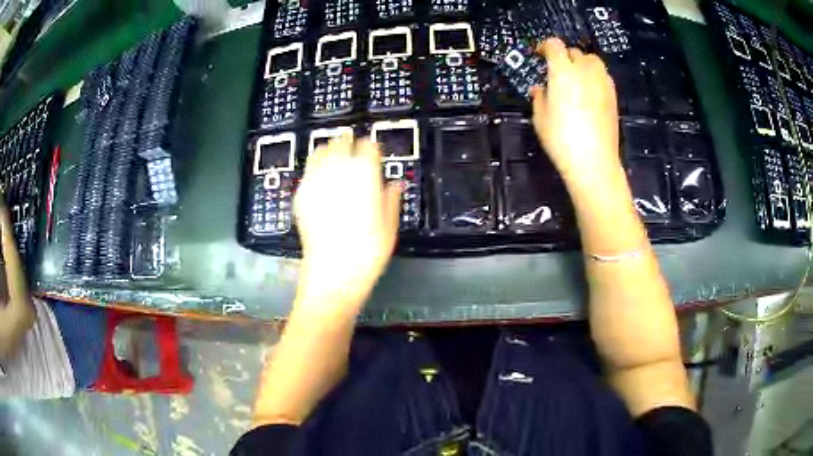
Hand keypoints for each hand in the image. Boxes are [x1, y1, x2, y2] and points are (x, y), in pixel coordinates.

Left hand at [293, 134, 401, 314]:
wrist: (332, 273)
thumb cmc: (367, 252)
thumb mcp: (389, 226)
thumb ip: (391, 199)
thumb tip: (394, 184)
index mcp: (365, 175)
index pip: (368, 147)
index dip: (371, 147)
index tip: (373, 152)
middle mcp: (338, 170)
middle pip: (341, 142)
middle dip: (348, 143)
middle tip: (352, 148)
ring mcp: (316, 181)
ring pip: (321, 151)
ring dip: (330, 150)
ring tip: (335, 157)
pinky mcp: (300, 194)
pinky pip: (307, 170)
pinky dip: (315, 167)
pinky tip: (319, 177)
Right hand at [530, 38, 620, 183]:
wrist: (594, 162)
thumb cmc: (562, 139)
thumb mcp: (540, 118)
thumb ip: (539, 97)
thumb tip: (540, 88)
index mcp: (563, 71)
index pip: (554, 45)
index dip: (545, 46)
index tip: (539, 54)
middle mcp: (585, 71)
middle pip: (574, 51)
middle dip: (564, 56)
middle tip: (556, 71)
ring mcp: (603, 83)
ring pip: (592, 61)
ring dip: (582, 63)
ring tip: (575, 78)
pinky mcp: (613, 96)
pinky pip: (603, 76)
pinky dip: (594, 76)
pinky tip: (589, 91)